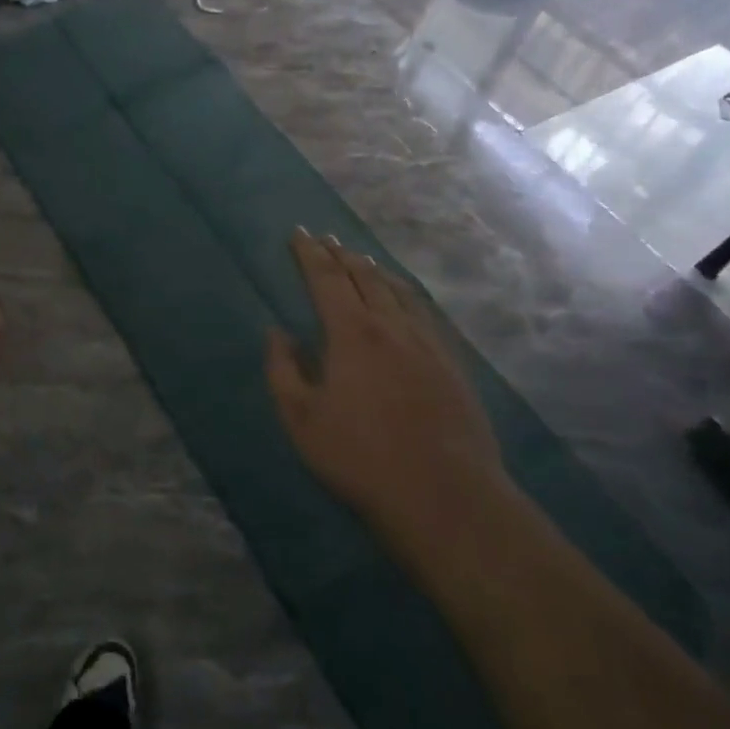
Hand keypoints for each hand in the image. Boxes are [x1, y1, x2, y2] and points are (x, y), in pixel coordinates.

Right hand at [265, 231, 516, 575]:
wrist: (444, 495)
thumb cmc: (360, 457)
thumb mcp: (301, 418)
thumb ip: (283, 370)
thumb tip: (277, 332)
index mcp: (352, 333)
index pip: (327, 279)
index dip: (310, 253)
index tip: (299, 233)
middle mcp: (392, 326)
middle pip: (364, 277)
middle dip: (341, 255)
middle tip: (326, 239)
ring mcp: (428, 343)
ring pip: (398, 291)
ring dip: (374, 270)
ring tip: (361, 259)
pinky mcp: (452, 364)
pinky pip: (424, 312)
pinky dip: (405, 294)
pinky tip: (405, 300)